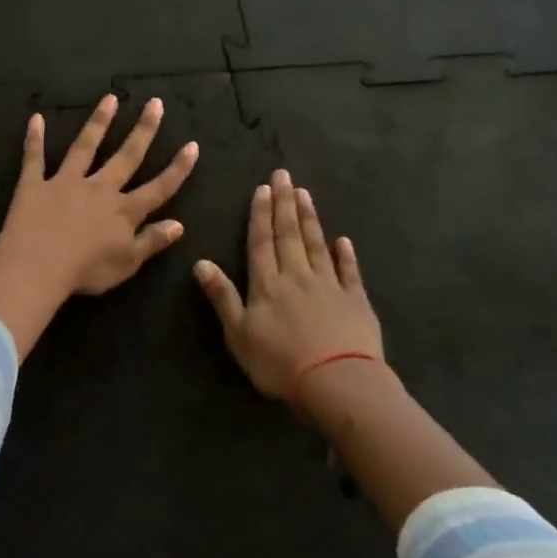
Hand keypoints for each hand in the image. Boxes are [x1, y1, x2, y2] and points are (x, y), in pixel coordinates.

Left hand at [0, 95, 198, 356]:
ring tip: (110, 99)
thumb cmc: (86, 271)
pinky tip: (35, 119)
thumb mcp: (128, 263)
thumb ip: (152, 241)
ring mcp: (66, 183)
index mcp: (124, 211)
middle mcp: (99, 189)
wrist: (38, 266)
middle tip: (154, 103)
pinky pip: (34, 158)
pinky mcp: (35, 185)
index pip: (159, 187)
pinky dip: (34, 139)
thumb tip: (179, 224)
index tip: (192, 145)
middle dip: (143, 130)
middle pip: (126, 156)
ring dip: (98, 122)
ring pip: (85, 147)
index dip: (178, 168)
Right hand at [194, 169, 387, 404]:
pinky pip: (349, 272)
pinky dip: (345, 255)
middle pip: (289, 235)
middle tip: (284, 175)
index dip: (260, 215)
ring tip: (305, 193)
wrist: (336, 382)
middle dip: (284, 204)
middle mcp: (297, 276)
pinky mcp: (356, 301)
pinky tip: (343, 240)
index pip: (261, 242)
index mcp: (267, 285)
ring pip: (316, 245)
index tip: (262, 188)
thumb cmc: (279, 363)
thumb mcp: (238, 334)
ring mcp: (329, 286)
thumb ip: (222, 297)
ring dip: (309, 219)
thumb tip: (201, 262)